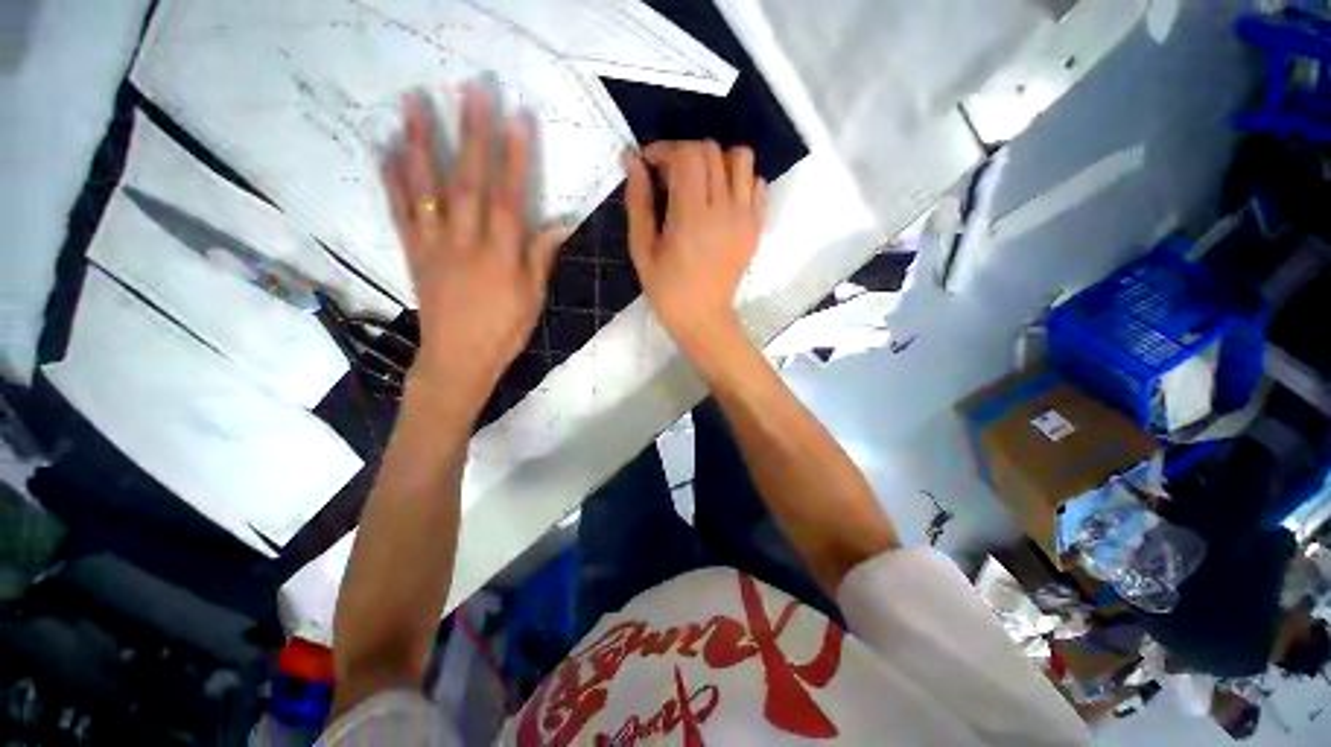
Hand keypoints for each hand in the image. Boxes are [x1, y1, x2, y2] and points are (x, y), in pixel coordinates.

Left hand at [381, 86, 562, 404]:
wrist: (458, 358)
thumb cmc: (504, 331)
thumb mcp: (533, 299)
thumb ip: (541, 258)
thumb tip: (558, 224)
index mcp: (502, 257)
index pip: (510, 199)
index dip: (514, 159)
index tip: (516, 120)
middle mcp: (466, 243)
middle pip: (468, 182)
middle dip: (470, 134)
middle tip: (469, 90)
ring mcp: (434, 245)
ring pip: (426, 189)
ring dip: (419, 143)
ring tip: (413, 102)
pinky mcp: (413, 253)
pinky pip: (400, 213)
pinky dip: (391, 180)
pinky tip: (385, 150)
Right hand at [622, 141, 766, 355]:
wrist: (704, 319)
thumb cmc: (667, 290)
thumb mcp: (642, 250)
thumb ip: (638, 202)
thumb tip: (632, 160)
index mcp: (691, 217)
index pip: (686, 155)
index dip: (664, 150)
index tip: (649, 165)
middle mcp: (724, 210)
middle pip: (711, 151)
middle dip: (685, 153)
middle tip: (669, 177)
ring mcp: (746, 218)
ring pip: (741, 159)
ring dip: (717, 161)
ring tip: (699, 184)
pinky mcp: (756, 228)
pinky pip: (757, 185)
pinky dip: (739, 181)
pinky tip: (721, 201)